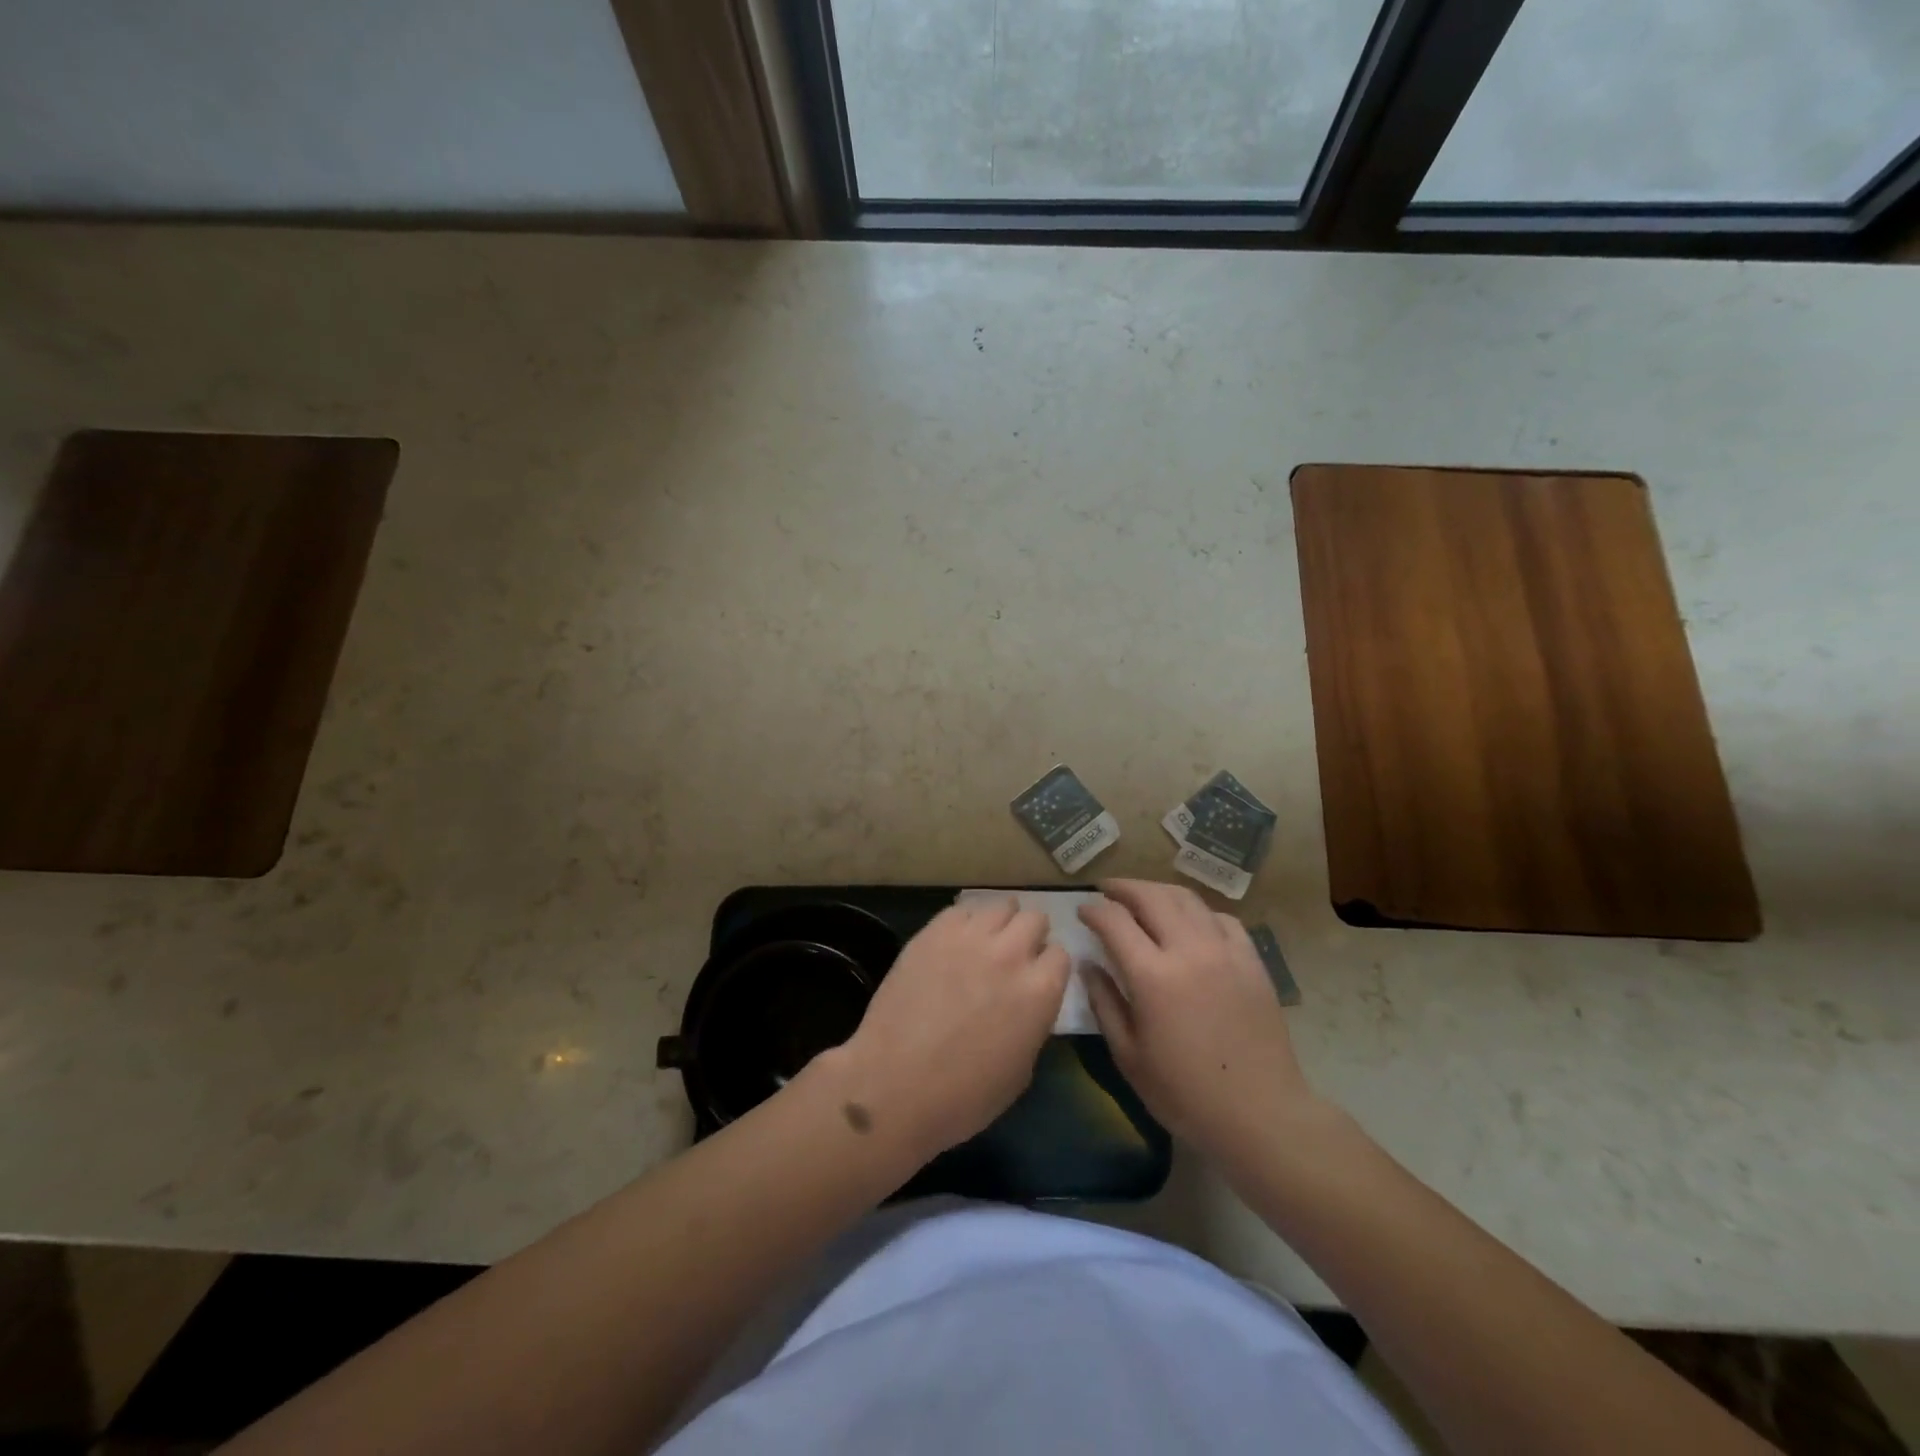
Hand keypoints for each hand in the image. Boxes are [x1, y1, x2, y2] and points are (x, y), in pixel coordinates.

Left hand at [832, 897, 1069, 1161]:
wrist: (895, 1085)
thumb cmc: (963, 1096)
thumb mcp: (1021, 1070)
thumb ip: (1032, 1023)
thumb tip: (1026, 1004)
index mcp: (1040, 991)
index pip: (1061, 954)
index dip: (1048, 967)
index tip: (1036, 978)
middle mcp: (1011, 953)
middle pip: (1034, 918)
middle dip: (1029, 935)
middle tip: (1013, 956)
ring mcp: (970, 937)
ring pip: (1001, 906)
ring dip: (1000, 922)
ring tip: (985, 942)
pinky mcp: (934, 932)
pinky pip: (960, 910)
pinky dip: (965, 922)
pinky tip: (954, 942)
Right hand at [1079, 879, 1316, 1157]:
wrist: (1260, 1115)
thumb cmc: (1185, 1093)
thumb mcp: (1129, 1056)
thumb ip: (1104, 1003)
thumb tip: (1088, 965)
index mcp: (1153, 976)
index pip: (1115, 921)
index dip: (1093, 910)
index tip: (1082, 911)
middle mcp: (1189, 950)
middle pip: (1151, 897)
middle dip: (1123, 887)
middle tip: (1106, 891)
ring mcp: (1225, 952)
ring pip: (1187, 899)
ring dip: (1158, 891)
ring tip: (1143, 898)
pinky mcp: (1252, 961)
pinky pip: (1222, 919)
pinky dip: (1197, 911)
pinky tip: (1190, 923)